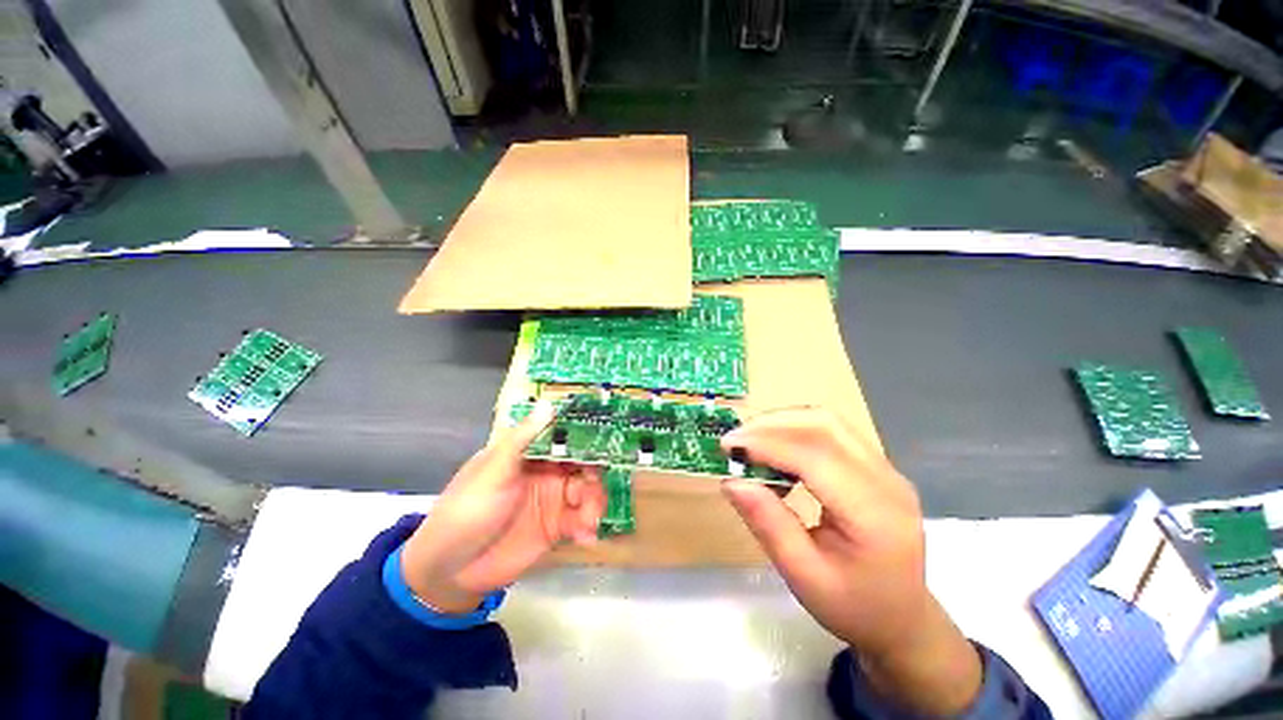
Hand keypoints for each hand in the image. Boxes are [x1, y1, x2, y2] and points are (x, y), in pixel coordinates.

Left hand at [399, 401, 605, 613]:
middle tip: (595, 489)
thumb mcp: (493, 471)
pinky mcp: (556, 527)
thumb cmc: (467, 510)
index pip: (564, 437)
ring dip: (594, 502)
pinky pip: (582, 520)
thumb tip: (549, 403)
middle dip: (595, 474)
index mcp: (530, 453)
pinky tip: (585, 537)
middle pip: (583, 464)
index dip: (586, 437)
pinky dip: (588, 526)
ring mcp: (552, 499)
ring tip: (588, 521)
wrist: (449, 571)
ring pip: (588, 491)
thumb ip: (523, 438)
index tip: (608, 440)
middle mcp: (546, 471)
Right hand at [721, 408, 981, 716]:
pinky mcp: (876, 467)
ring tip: (750, 443)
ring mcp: (886, 469)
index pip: (815, 457)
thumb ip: (768, 524)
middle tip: (735, 440)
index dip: (767, 445)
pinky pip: (831, 433)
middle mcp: (886, 481)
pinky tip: (776, 453)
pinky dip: (795, 432)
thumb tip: (731, 481)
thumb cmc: (853, 607)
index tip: (728, 447)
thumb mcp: (803, 576)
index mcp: (874, 515)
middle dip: (772, 424)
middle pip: (824, 425)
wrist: (902, 620)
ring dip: (783, 423)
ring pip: (827, 422)